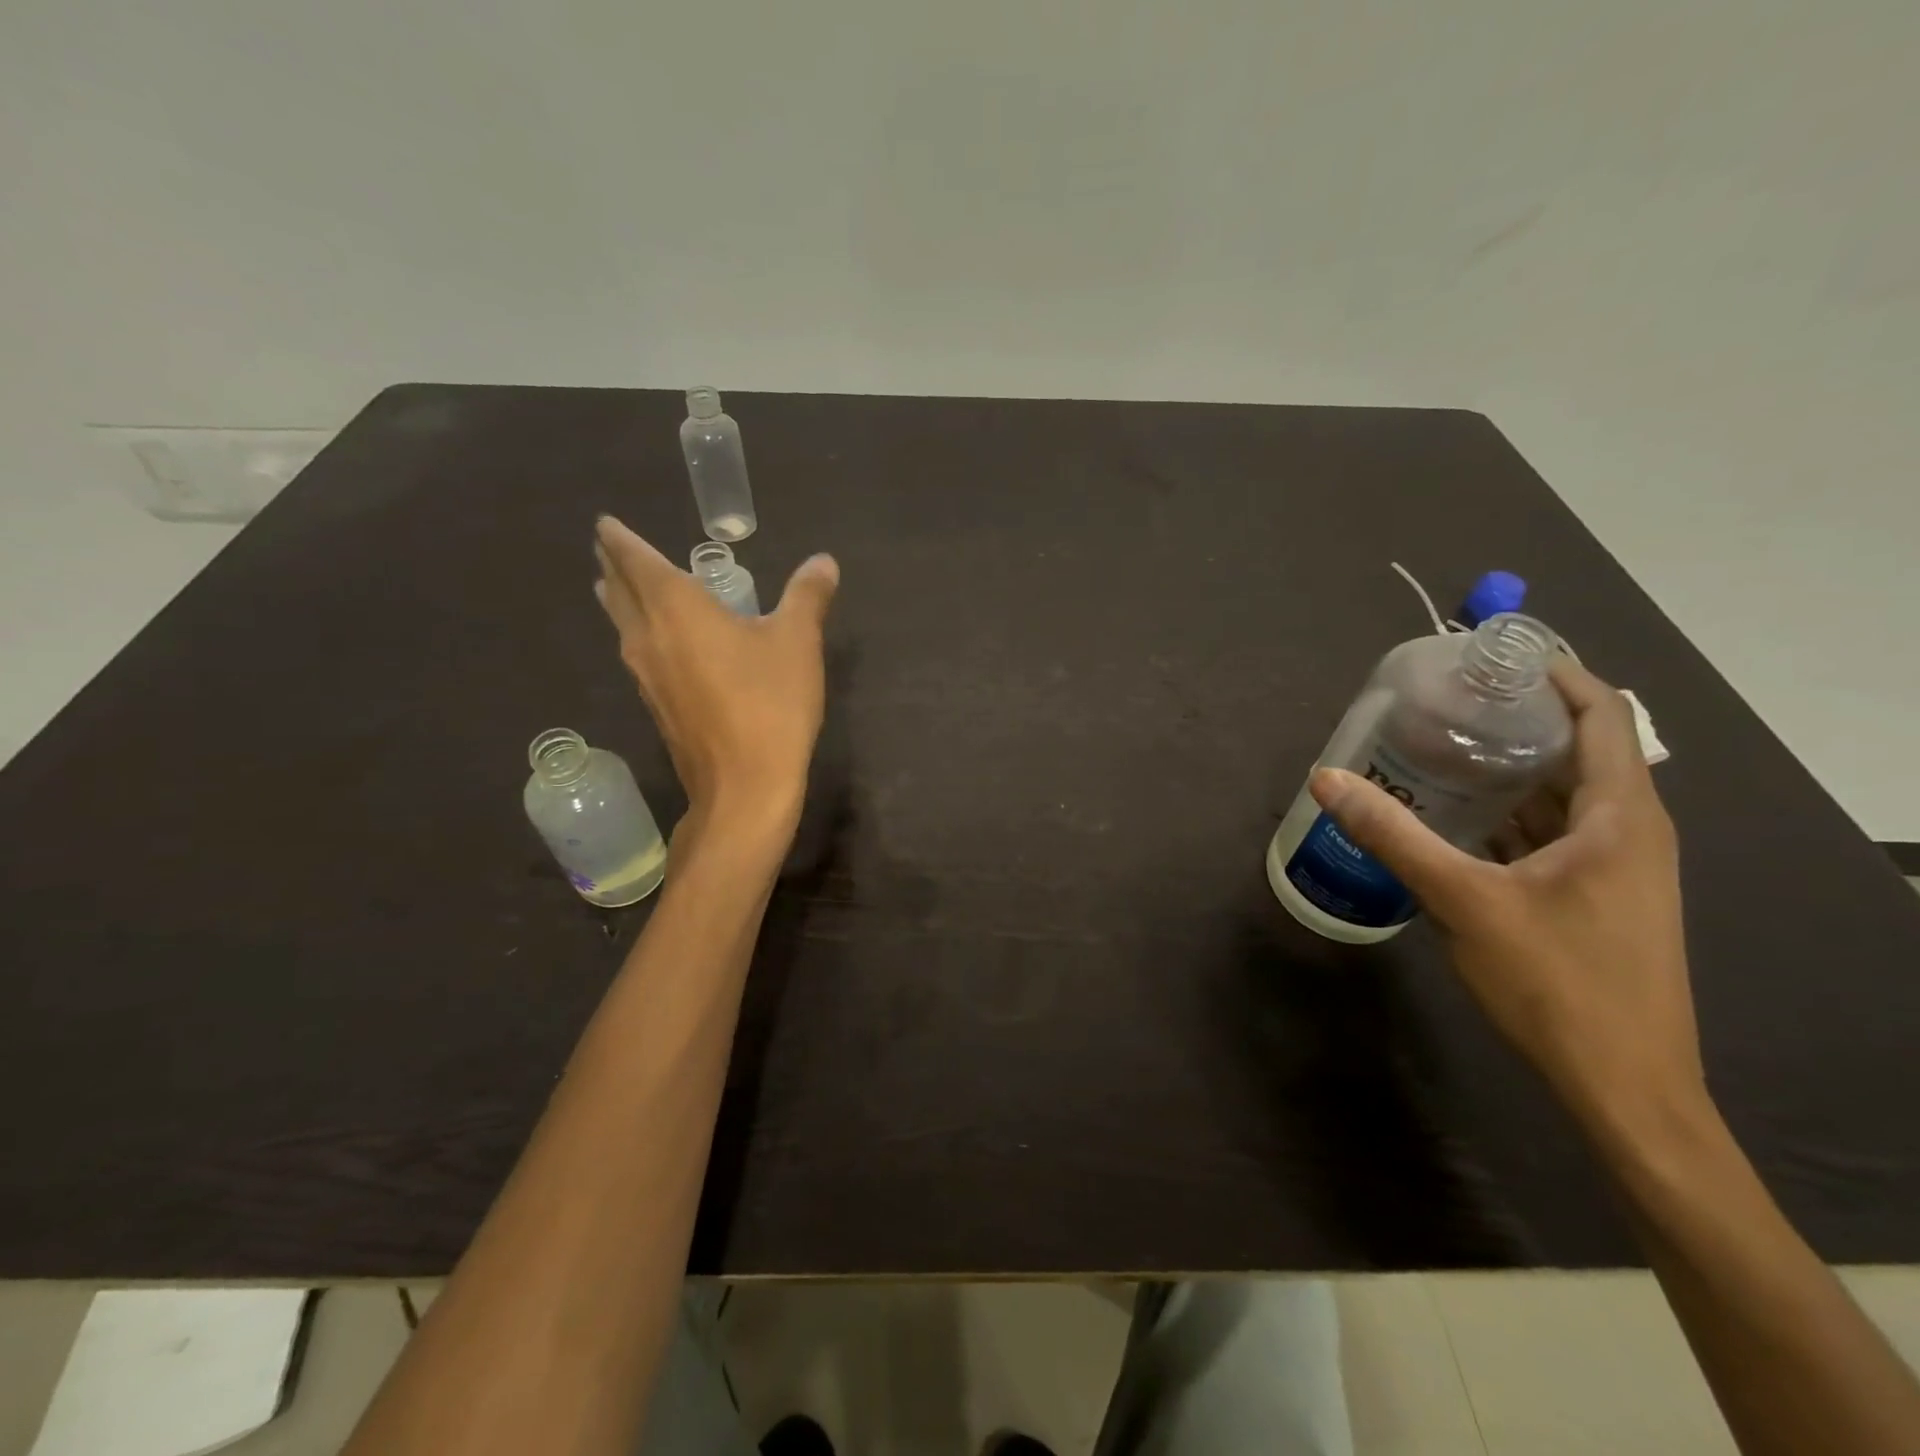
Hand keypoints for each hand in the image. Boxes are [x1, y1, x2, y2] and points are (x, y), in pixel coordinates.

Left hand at [593, 516, 837, 832]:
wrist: (745, 785)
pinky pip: (636, 655)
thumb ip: (807, 597)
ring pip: (622, 626)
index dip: (620, 539)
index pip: (637, 561)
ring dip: (618, 601)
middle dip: (612, 566)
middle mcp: (650, 637)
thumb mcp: (798, 642)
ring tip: (616, 587)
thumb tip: (823, 562)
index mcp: (677, 609)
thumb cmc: (771, 703)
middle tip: (607, 547)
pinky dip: (637, 634)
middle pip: (619, 592)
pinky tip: (655, 644)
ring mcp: (647, 676)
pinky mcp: (657, 706)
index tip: (604, 523)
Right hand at [1309, 659, 1703, 1138]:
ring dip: (1510, 769)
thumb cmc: (1557, 982)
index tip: (1492, 654)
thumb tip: (1327, 779)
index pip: (1603, 713)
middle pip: (1581, 749)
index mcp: (1621, 816)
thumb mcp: (1463, 900)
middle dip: (1516, 719)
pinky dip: (1512, 813)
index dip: (1556, 673)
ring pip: (1566, 795)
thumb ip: (1393, 835)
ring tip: (1440, 748)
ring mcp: (1618, 868)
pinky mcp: (1599, 897)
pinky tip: (1457, 817)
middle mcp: (1630, 831)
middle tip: (1443, 701)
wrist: (1625, 1087)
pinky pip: (1557, 832)